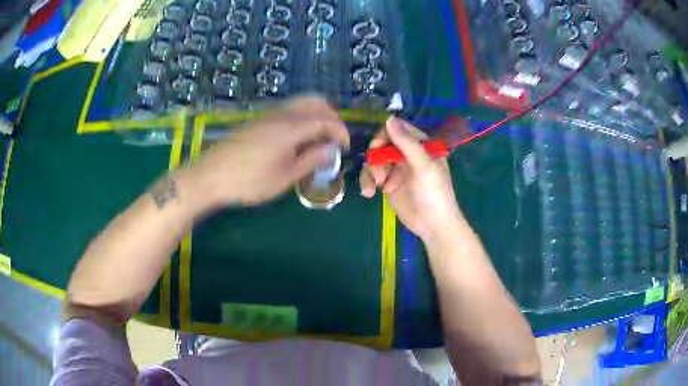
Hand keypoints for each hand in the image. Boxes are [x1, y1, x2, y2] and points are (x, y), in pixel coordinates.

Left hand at [188, 97, 349, 207]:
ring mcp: (268, 114)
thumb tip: (330, 150)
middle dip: (331, 117)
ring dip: (316, 115)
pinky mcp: (258, 120)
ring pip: (300, 103)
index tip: (346, 148)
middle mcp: (282, 114)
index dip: (341, 132)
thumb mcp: (284, 177)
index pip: (326, 120)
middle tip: (333, 139)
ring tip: (317, 139)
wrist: (211, 175)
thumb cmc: (249, 180)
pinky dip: (301, 117)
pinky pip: (287, 109)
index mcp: (292, 127)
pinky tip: (296, 138)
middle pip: (315, 101)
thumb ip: (310, 160)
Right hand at [359, 117, 464, 241]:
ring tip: (375, 187)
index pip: (399, 130)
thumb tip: (389, 118)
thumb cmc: (435, 194)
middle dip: (376, 157)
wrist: (433, 226)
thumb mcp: (424, 166)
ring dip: (371, 172)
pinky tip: (369, 193)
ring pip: (374, 160)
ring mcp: (397, 169)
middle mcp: (408, 154)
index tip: (377, 147)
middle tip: (378, 171)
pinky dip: (367, 182)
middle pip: (382, 144)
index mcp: (421, 146)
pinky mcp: (388, 184)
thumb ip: (407, 143)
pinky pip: (372, 176)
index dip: (385, 135)